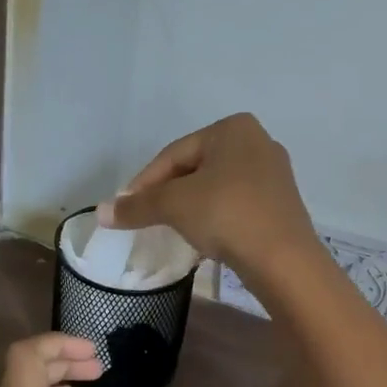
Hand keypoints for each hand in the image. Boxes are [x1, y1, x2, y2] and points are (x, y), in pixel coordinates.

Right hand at [101, 113, 319, 280]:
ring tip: (171, 228)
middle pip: (196, 168)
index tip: (126, 207)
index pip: (175, 153)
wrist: (283, 259)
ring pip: (217, 187)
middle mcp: (258, 142)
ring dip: (191, 206)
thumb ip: (137, 206)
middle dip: (169, 193)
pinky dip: (215, 216)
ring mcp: (274, 173)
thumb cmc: (227, 215)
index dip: (145, 181)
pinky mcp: (281, 203)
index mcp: (233, 128)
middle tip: (146, 217)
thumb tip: (102, 212)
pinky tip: (204, 237)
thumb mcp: (175, 206)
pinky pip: (237, 204)